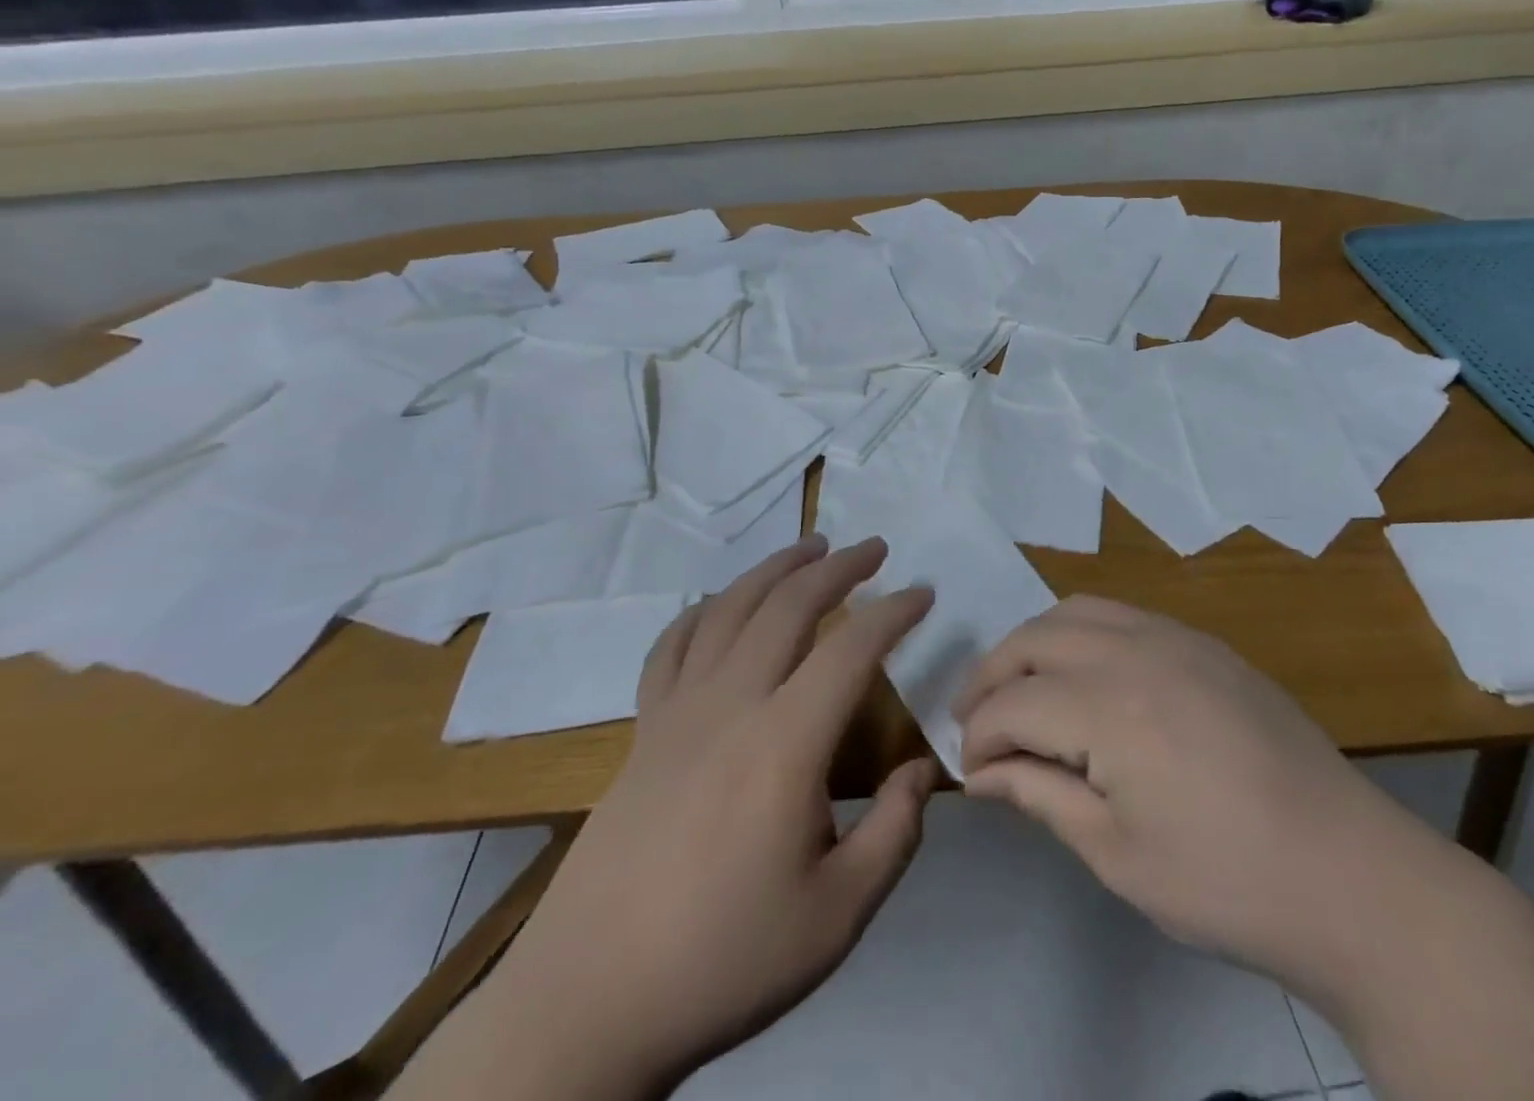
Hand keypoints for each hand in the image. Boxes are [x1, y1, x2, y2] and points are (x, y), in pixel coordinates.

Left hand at [495, 535, 936, 1099]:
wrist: (591, 1003)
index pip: (851, 649)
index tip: (923, 592)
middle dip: (838, 567)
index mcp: (785, 743)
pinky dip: (699, 612)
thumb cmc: (724, 959)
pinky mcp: (642, 731)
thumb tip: (924, 771)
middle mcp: (731, 705)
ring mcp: (678, 712)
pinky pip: (670, 647)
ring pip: (729, 609)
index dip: (894, 612)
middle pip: (789, 606)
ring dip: (774, 569)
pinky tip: (716, 603)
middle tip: (874, 547)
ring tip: (808, 547)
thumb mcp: (837, 916)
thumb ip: (895, 834)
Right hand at [954, 596, 1435, 1001]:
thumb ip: (1040, 795)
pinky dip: (1083, 632)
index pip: (1013, 702)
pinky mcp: (1205, 643)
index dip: (979, 735)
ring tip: (1021, 685)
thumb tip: (981, 773)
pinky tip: (1086, 674)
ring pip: (1076, 610)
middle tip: (976, 719)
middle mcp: (1135, 650)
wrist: (1350, 875)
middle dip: (992, 675)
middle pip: (1034, 638)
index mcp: (1109, 707)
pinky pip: (1123, 614)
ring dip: (1035, 643)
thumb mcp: (1117, 854)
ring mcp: (1176, 637)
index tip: (968, 769)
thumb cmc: (1225, 881)